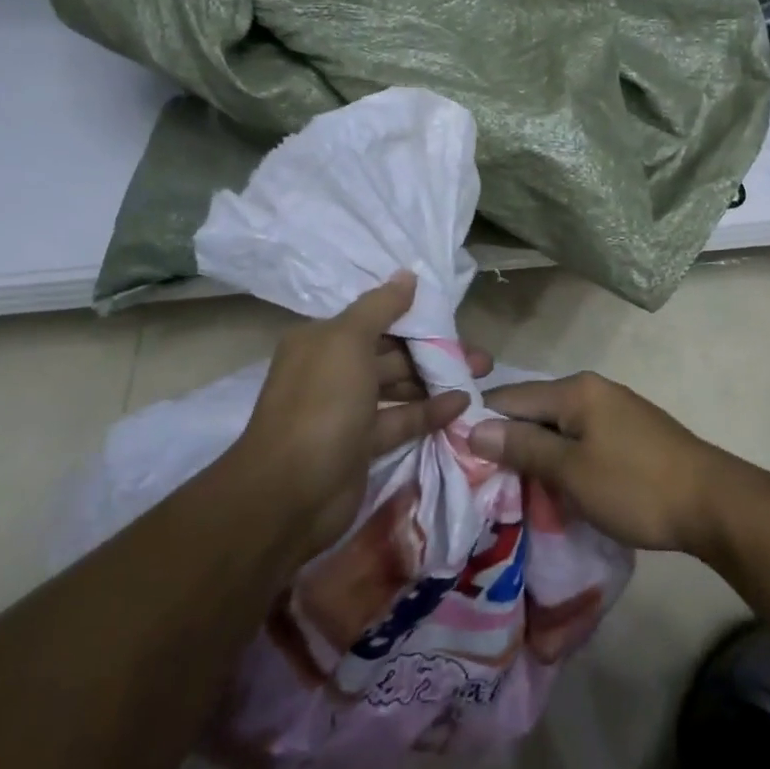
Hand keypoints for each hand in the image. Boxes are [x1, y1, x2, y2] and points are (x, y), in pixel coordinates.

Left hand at [231, 272, 486, 555]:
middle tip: (479, 355)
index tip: (451, 317)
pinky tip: (461, 404)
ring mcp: (346, 410)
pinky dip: (428, 411)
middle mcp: (332, 370)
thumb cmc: (321, 404)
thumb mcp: (348, 342)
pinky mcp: (361, 445)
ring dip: (435, 380)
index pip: (373, 319)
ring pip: (398, 386)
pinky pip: (400, 420)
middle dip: (433, 350)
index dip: (413, 316)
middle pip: (390, 352)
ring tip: (480, 376)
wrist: (290, 494)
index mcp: (322, 340)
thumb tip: (407, 274)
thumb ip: (380, 306)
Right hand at [465, 372, 732, 553]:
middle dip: (509, 442)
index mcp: (575, 390)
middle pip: (534, 410)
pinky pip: (580, 438)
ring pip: (558, 427)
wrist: (713, 503)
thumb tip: (473, 428)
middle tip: (483, 481)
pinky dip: (563, 458)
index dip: (482, 425)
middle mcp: (592, 389)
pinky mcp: (629, 432)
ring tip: (514, 488)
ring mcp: (614, 409)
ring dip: (537, 454)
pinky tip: (556, 485)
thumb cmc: (636, 486)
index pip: (510, 398)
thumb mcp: (571, 472)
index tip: (458, 459)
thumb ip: (522, 447)